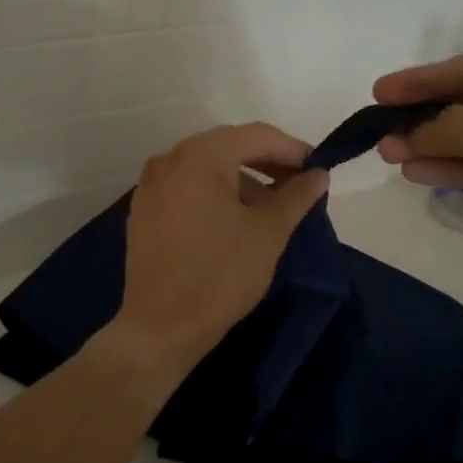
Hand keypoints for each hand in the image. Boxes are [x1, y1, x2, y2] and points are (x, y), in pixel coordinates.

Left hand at [117, 123, 330, 368]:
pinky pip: (187, 186)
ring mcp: (151, 184)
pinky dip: (215, 192)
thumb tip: (318, 174)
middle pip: (228, 146)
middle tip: (298, 185)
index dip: (292, 149)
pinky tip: (235, 219)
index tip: (318, 168)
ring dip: (242, 179)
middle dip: (267, 162)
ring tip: (271, 207)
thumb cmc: (220, 275)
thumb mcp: (268, 233)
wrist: (161, 327)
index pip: (256, 136)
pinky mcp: (144, 209)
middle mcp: (169, 159)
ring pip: (206, 167)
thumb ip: (296, 196)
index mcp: (199, 156)